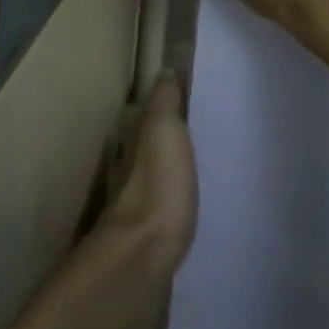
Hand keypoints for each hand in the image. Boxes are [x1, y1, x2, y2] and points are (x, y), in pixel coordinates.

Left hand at [101, 73, 198, 284]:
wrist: (142, 256)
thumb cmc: (157, 184)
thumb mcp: (163, 128)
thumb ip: (164, 100)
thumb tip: (164, 71)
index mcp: (131, 136)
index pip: (145, 110)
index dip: (164, 102)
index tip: (190, 99)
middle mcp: (126, 164)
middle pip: (146, 142)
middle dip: (167, 136)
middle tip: (202, 133)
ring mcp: (133, 200)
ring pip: (152, 172)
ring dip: (169, 168)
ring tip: (201, 167)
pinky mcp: (146, 233)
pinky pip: (161, 203)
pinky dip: (172, 197)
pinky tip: (189, 202)